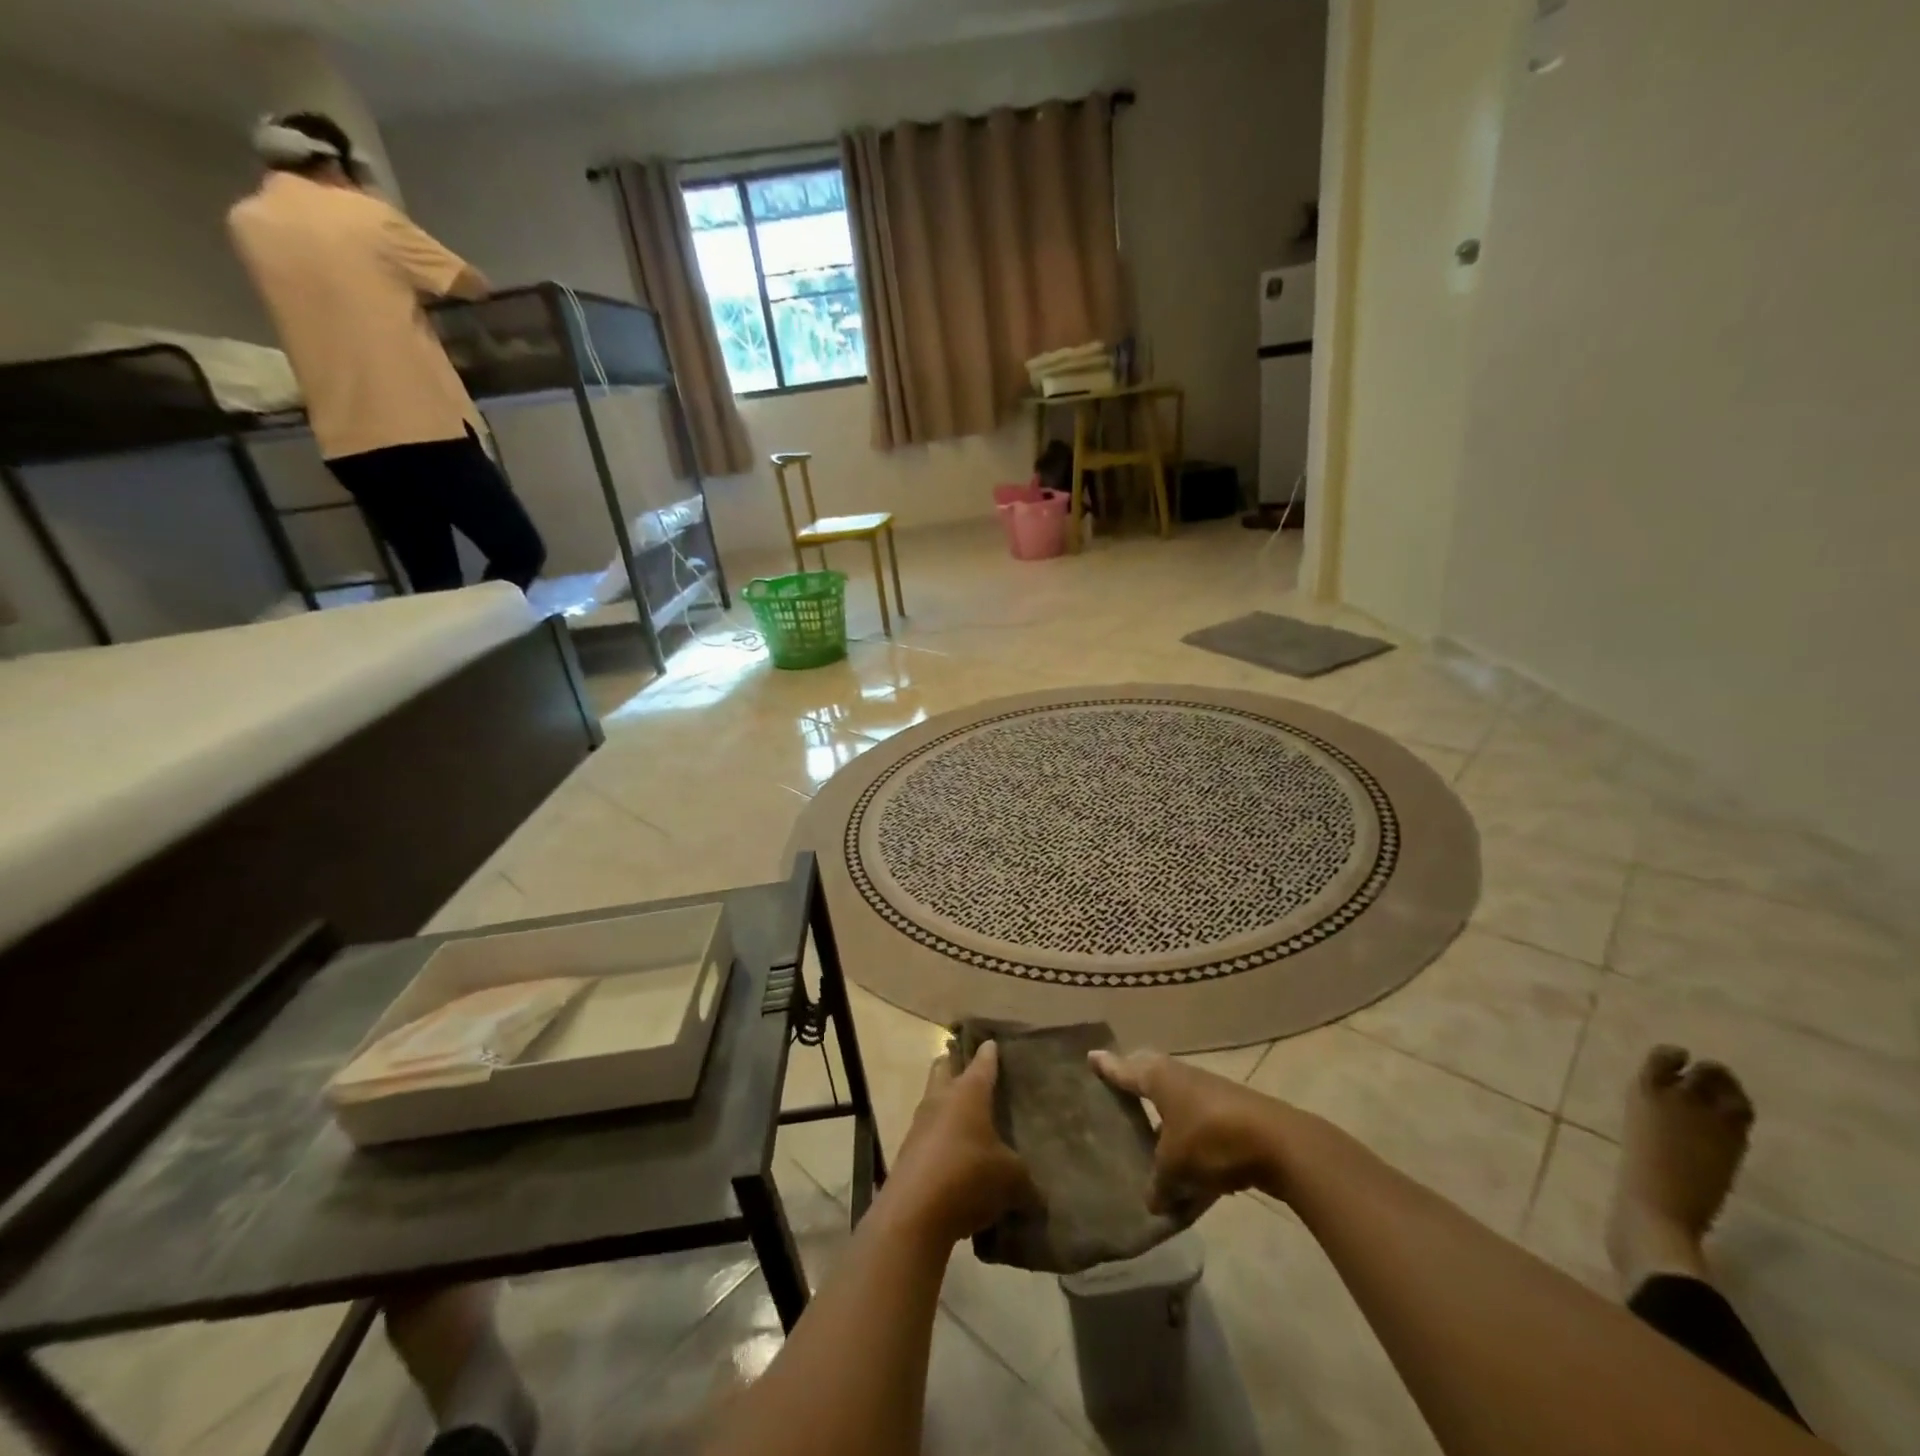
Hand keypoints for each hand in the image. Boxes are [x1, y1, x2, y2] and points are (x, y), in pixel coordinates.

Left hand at [884, 1042, 1038, 1246]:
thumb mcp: (1011, 1180)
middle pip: (944, 1067)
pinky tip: (956, 1159)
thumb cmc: (969, 1177)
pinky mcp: (908, 1152)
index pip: (982, 1062)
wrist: (914, 1213)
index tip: (992, 1043)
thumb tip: (1037, 1194)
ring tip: (968, 1119)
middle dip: (956, 1064)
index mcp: (968, 1092)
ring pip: (933, 1100)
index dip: (989, 1053)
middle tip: (972, 1070)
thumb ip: (1026, 1181)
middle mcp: (941, 1099)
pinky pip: (927, 1134)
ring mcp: (920, 1124)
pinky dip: (940, 1139)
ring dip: (946, 1104)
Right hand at [1090, 1049, 1286, 1213]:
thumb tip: (1152, 1201)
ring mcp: (1209, 1098)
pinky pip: (1202, 1140)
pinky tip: (1189, 1195)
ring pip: (1178, 1113)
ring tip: (1148, 1148)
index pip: (1125, 1070)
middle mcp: (1181, 1079)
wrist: (1278, 1145)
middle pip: (1151, 1083)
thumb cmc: (1211, 1139)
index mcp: (1159, 1078)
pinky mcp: (1232, 1122)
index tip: (1090, 1057)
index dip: (1107, 1068)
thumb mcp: (1174, 1166)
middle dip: (1136, 1090)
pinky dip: (1193, 1159)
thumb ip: (1159, 1183)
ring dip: (1166, 1131)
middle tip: (1116, 1095)